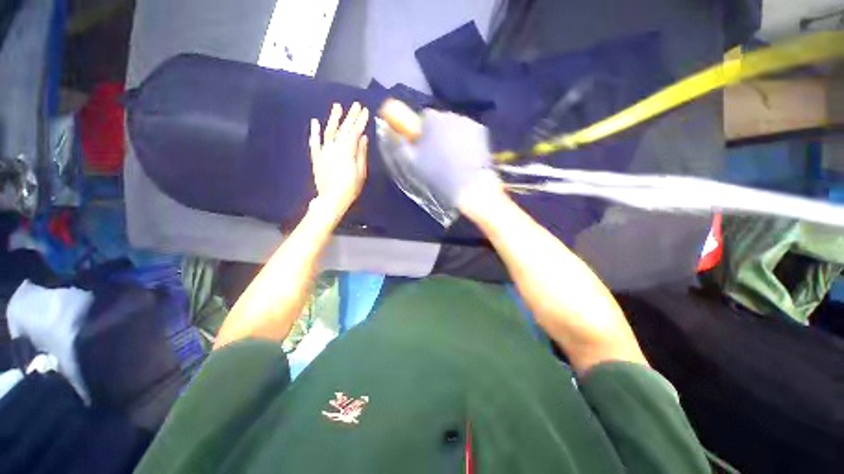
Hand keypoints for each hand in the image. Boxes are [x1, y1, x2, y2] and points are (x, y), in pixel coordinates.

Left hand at [309, 102, 369, 218]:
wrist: (331, 198)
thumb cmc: (350, 188)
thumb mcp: (361, 172)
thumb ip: (361, 153)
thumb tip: (363, 138)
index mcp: (347, 151)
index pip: (355, 132)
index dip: (360, 121)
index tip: (365, 111)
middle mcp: (334, 147)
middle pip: (343, 128)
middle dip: (350, 116)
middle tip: (356, 105)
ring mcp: (323, 150)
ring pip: (329, 131)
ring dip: (333, 118)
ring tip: (337, 107)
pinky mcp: (316, 156)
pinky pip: (314, 141)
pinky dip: (314, 132)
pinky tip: (315, 122)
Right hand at [400, 109, 499, 210]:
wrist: (469, 185)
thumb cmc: (437, 174)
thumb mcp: (411, 163)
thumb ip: (399, 144)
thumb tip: (391, 130)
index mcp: (431, 119)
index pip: (422, 118)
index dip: (421, 133)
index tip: (423, 148)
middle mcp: (451, 114)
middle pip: (439, 121)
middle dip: (436, 134)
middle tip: (437, 155)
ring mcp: (469, 122)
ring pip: (455, 127)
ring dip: (451, 137)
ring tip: (453, 158)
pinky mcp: (483, 132)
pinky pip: (468, 133)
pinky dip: (466, 141)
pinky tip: (465, 157)